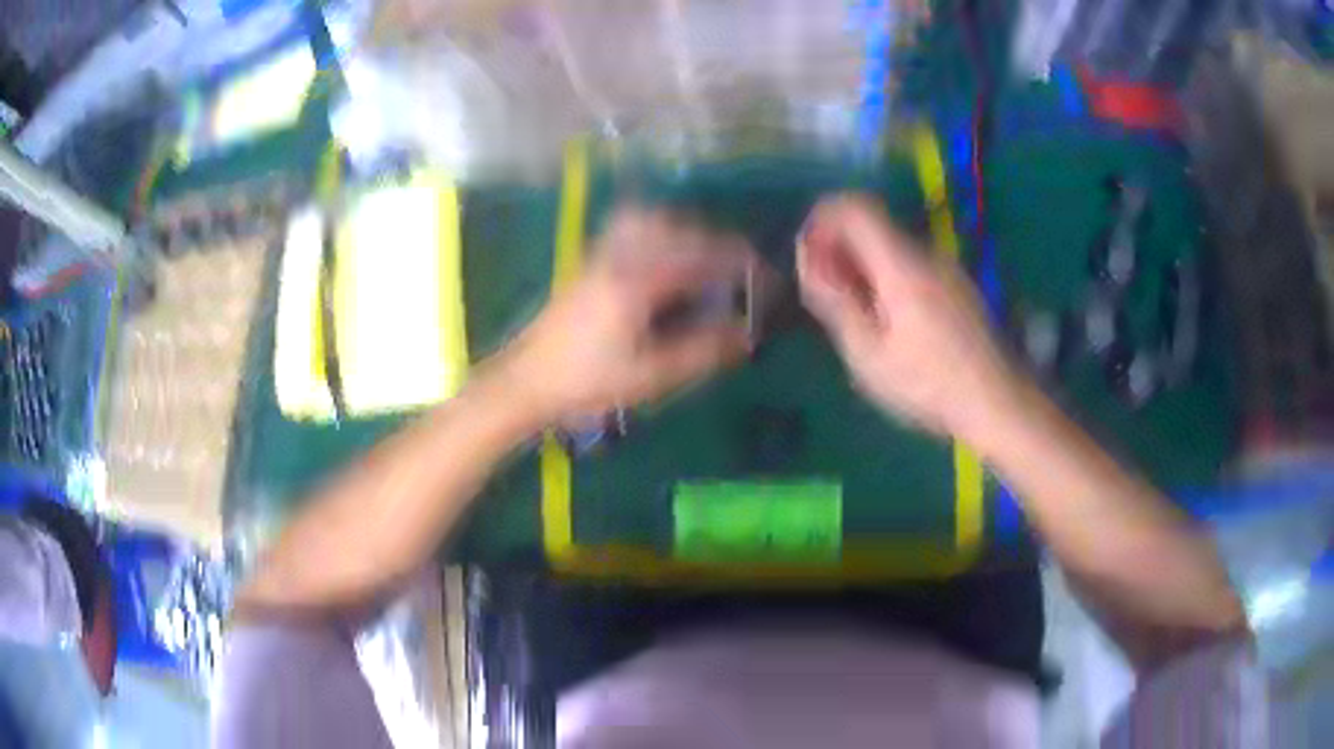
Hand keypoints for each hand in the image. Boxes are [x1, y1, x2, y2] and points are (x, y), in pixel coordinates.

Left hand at [495, 208, 757, 423]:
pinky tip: (664, 258)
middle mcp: (619, 256)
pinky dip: (657, 231)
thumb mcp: (650, 375)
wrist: (526, 381)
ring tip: (706, 258)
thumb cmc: (587, 383)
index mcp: (637, 282)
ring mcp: (599, 254)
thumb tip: (746, 335)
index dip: (739, 265)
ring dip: (685, 231)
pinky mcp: (588, 261)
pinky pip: (629, 228)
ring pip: (650, 220)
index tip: (766, 277)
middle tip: (740, 268)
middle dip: (716, 243)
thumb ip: (701, 351)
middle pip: (677, 228)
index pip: (701, 259)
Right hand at [797, 194, 1024, 439]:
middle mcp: (926, 254)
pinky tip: (887, 322)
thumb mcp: (867, 353)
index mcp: (901, 264)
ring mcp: (946, 269)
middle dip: (840, 247)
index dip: (824, 218)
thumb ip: (835, 301)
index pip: (856, 207)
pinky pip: (912, 266)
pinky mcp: (958, 287)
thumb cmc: (927, 384)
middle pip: (873, 227)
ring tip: (852, 314)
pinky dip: (887, 278)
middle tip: (824, 292)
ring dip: (863, 265)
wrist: (995, 402)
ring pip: (892, 248)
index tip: (807, 253)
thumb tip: (809, 260)